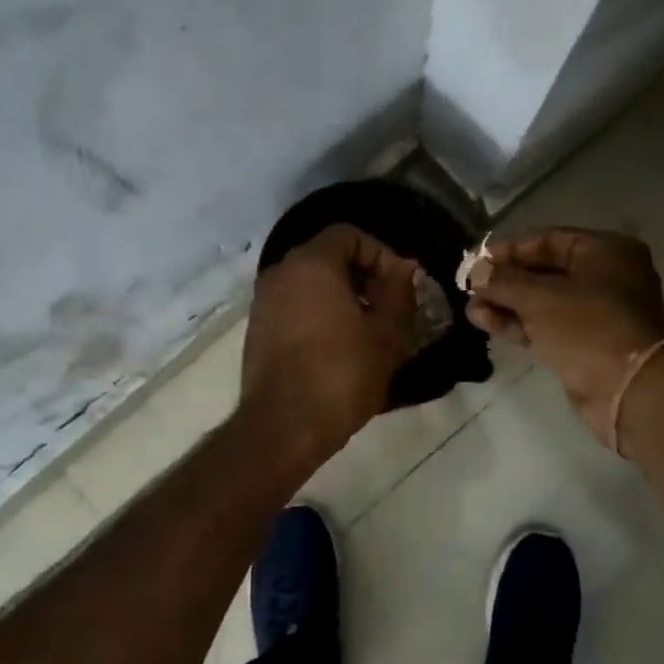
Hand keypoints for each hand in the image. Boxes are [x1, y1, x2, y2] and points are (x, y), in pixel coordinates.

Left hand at [241, 224, 422, 462]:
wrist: (283, 428)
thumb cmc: (341, 375)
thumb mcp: (385, 335)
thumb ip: (399, 293)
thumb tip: (405, 269)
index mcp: (311, 264)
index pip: (350, 235)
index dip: (382, 254)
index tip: (402, 287)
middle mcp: (280, 274)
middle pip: (328, 258)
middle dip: (365, 278)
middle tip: (391, 310)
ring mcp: (263, 303)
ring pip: (311, 286)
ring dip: (343, 300)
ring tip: (370, 333)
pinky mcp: (258, 332)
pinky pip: (295, 309)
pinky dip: (320, 317)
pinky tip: (340, 350)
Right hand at [467, 228, 663, 447]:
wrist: (627, 390)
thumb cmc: (588, 328)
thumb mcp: (540, 297)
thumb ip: (503, 281)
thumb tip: (475, 271)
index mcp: (605, 251)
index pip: (547, 240)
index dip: (508, 250)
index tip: (476, 261)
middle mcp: (605, 277)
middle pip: (544, 272)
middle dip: (505, 281)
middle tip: (469, 288)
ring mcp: (596, 313)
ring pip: (543, 302)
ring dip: (507, 305)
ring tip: (471, 310)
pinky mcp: (585, 344)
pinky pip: (547, 326)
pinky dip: (519, 324)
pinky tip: (485, 323)